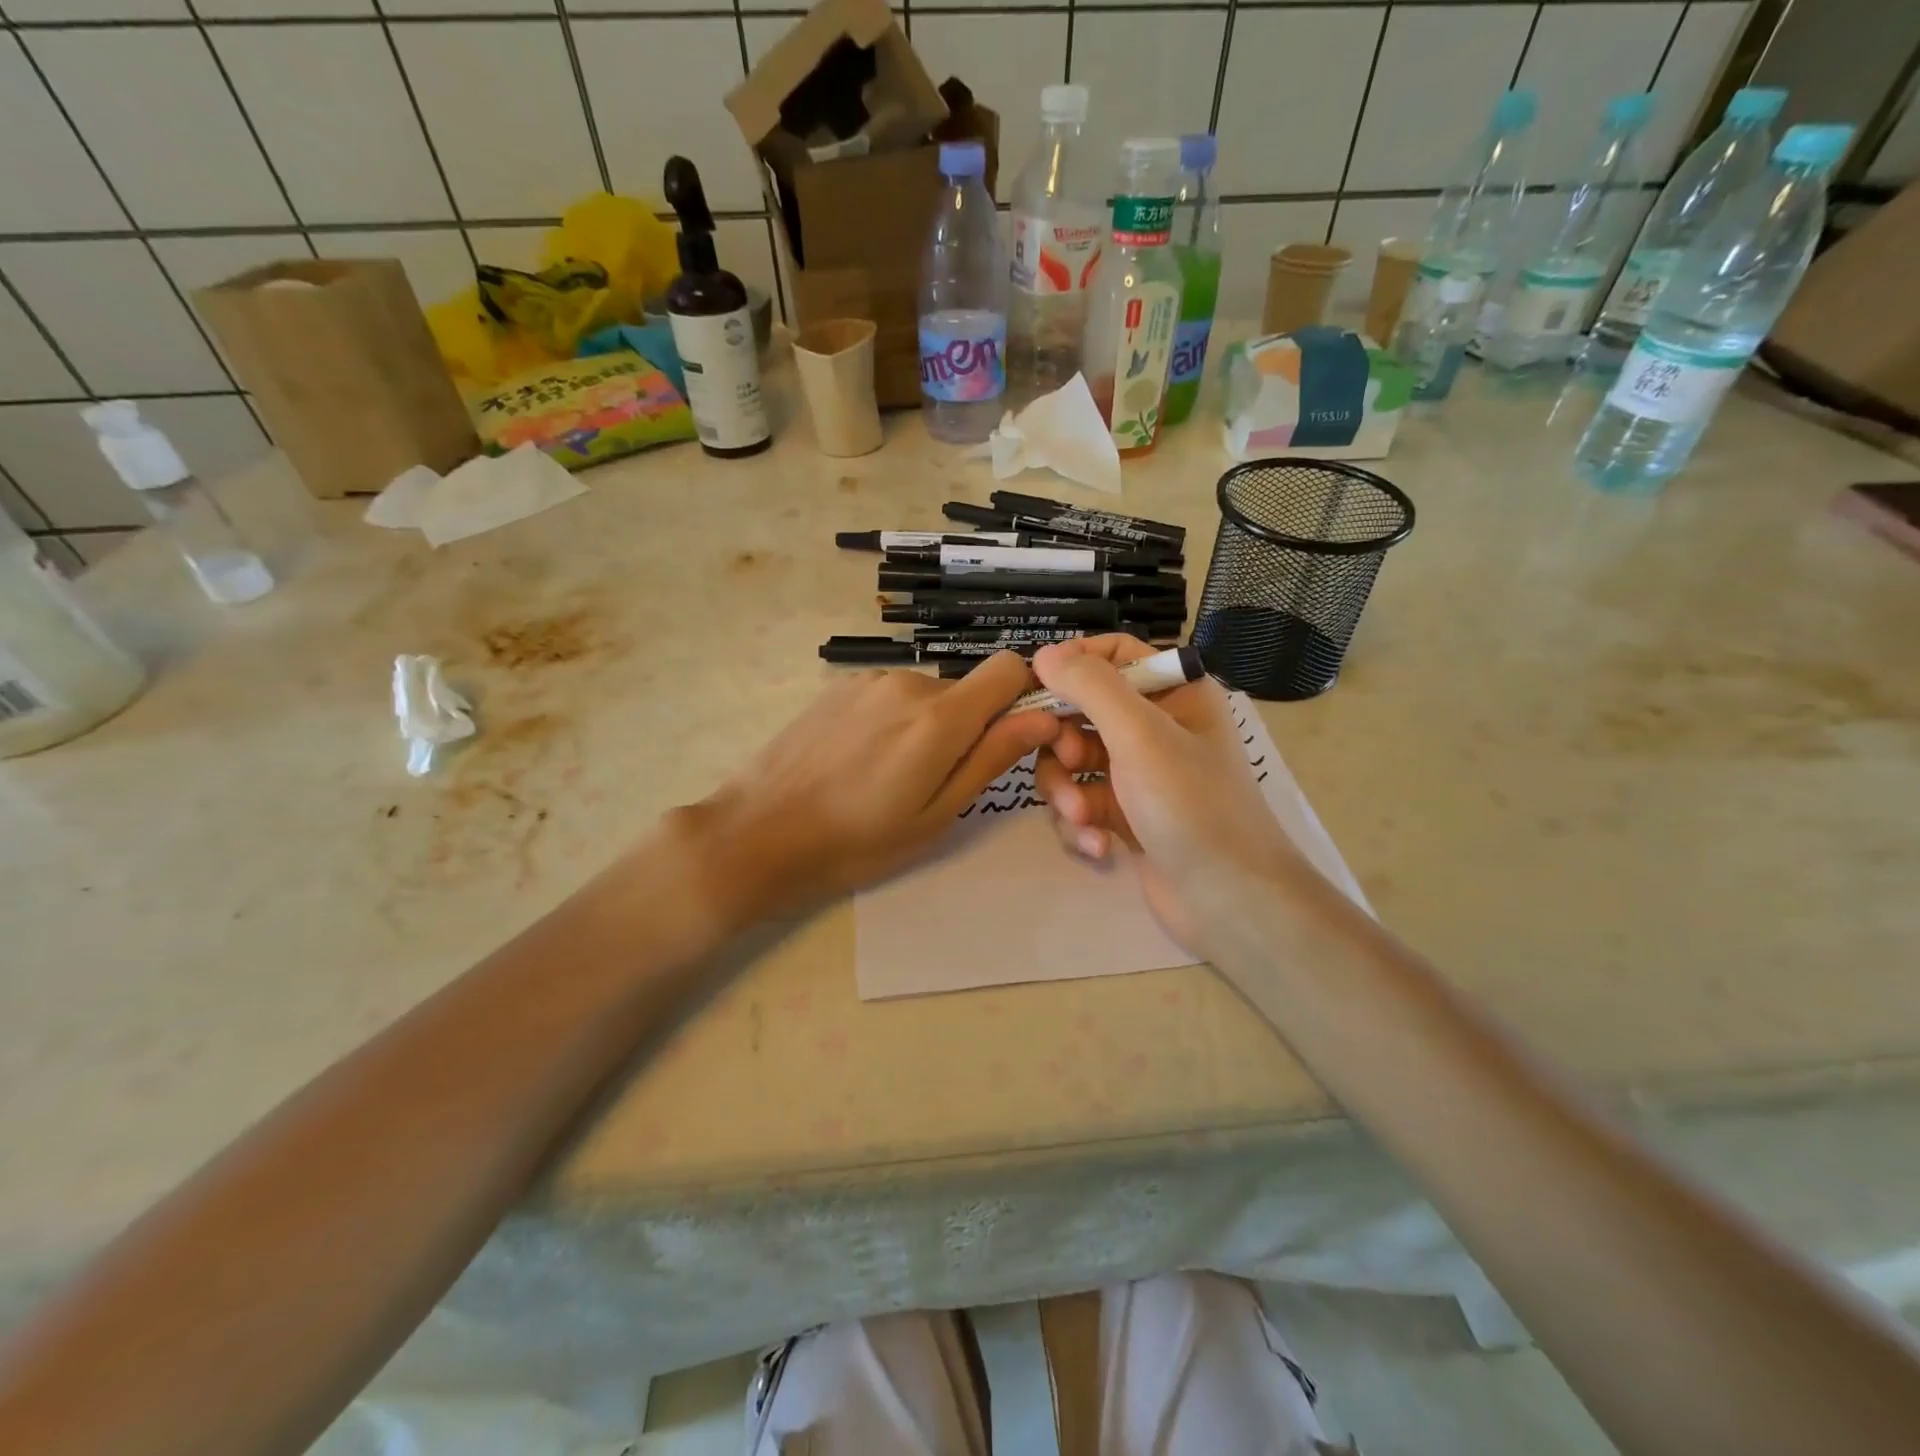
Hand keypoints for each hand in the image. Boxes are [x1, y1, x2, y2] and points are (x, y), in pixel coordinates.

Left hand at [681, 651, 1061, 923]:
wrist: (758, 833)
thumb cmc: (857, 842)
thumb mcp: (936, 814)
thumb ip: (991, 759)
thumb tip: (1044, 717)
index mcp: (940, 717)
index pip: (1009, 668)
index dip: (1020, 698)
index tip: (1007, 738)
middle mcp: (908, 683)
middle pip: (966, 689)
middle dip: (966, 727)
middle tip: (934, 783)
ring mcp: (868, 680)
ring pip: (926, 695)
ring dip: (926, 726)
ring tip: (889, 777)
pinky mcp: (838, 687)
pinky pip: (889, 696)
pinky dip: (892, 721)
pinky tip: (860, 761)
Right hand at [1029, 636, 1317, 956]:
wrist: (1230, 902)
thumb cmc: (1193, 806)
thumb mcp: (1141, 735)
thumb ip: (1090, 686)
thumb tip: (1044, 653)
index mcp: (1173, 693)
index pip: (1114, 654)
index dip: (1072, 665)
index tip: (1037, 688)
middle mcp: (1155, 727)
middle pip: (1080, 711)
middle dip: (1063, 744)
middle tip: (1069, 765)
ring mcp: (1138, 774)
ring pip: (1072, 762)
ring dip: (1066, 791)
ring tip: (1082, 818)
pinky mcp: (1124, 816)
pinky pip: (1081, 802)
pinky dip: (1080, 823)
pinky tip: (1097, 847)